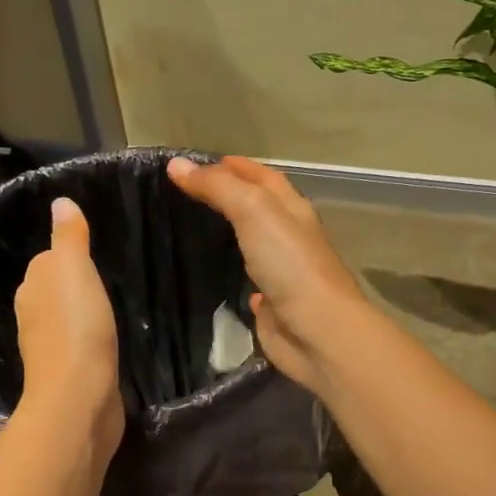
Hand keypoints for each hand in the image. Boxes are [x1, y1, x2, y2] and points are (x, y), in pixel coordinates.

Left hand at [14, 197, 124, 456]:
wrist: (79, 395)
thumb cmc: (77, 325)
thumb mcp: (74, 269)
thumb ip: (69, 237)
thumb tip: (60, 202)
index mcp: (31, 289)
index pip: (46, 262)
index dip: (67, 257)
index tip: (92, 254)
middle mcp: (32, 316)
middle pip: (52, 291)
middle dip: (72, 286)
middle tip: (104, 280)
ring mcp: (48, 348)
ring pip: (64, 319)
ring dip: (79, 314)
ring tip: (106, 309)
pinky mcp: (67, 373)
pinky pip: (78, 345)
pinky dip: (88, 340)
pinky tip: (104, 341)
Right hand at [166, 156, 370, 390]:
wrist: (317, 332)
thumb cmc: (290, 264)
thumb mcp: (253, 211)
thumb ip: (217, 187)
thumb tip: (177, 165)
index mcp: (292, 209)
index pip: (262, 176)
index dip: (234, 166)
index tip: (196, 164)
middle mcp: (290, 237)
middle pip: (259, 208)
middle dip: (230, 196)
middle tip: (187, 193)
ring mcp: (282, 272)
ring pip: (253, 244)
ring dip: (231, 233)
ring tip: (193, 227)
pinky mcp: (272, 304)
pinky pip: (250, 281)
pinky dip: (236, 273)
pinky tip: (216, 272)